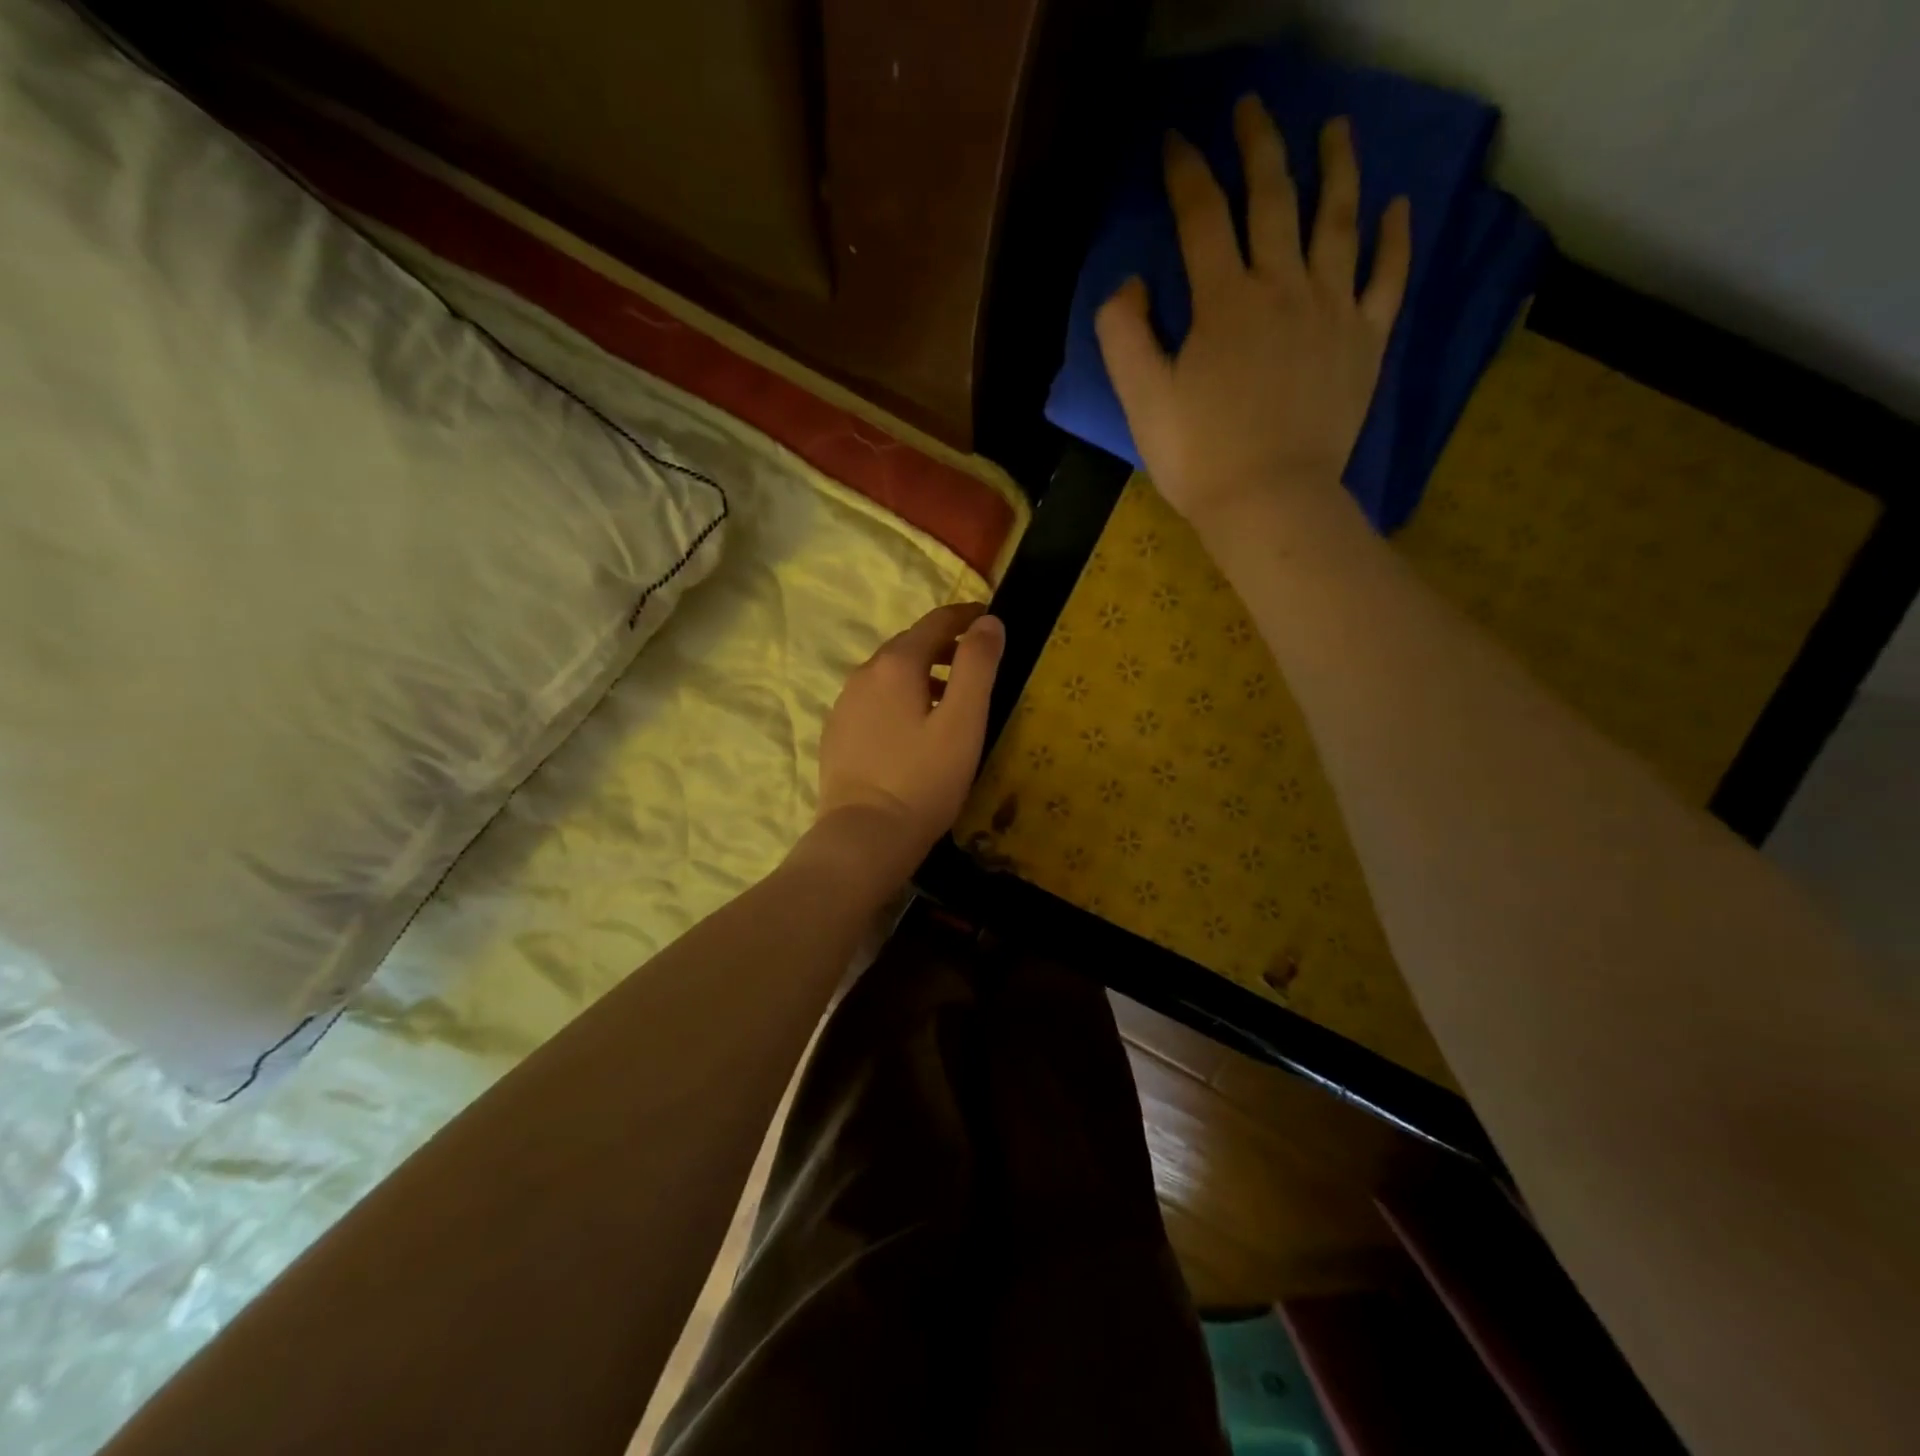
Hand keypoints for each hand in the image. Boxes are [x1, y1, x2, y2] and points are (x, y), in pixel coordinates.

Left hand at [813, 602, 1004, 881]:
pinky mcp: (836, 733)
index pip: (935, 622)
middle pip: (909, 645)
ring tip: (947, 696)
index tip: (989, 619)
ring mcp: (844, 704)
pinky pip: (872, 700)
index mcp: (896, 664)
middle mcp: (863, 674)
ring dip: (920, 673)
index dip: (965, 616)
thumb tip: (989, 622)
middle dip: (943, 645)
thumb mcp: (963, 722)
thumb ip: (978, 666)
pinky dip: (897, 699)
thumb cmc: (923, 779)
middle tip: (974, 660)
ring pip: (888, 674)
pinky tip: (910, 728)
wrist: (864, 836)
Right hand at [1095, 98, 1411, 534]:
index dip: (1185, 171)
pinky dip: (1393, 238)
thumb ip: (1124, 335)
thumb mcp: (1141, 401)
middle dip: (1259, 145)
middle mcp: (1281, 287)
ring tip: (1336, 128)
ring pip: (1338, 220)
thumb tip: (1132, 283)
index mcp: (1223, 302)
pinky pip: (1387, 277)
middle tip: (1252, 107)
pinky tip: (1397, 205)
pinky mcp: (1365, 341)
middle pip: (1273, 197)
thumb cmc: (1199, 458)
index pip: (1202, 216)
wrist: (1270, 502)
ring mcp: (1331, 310)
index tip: (1175, 141)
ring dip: (1337, 166)